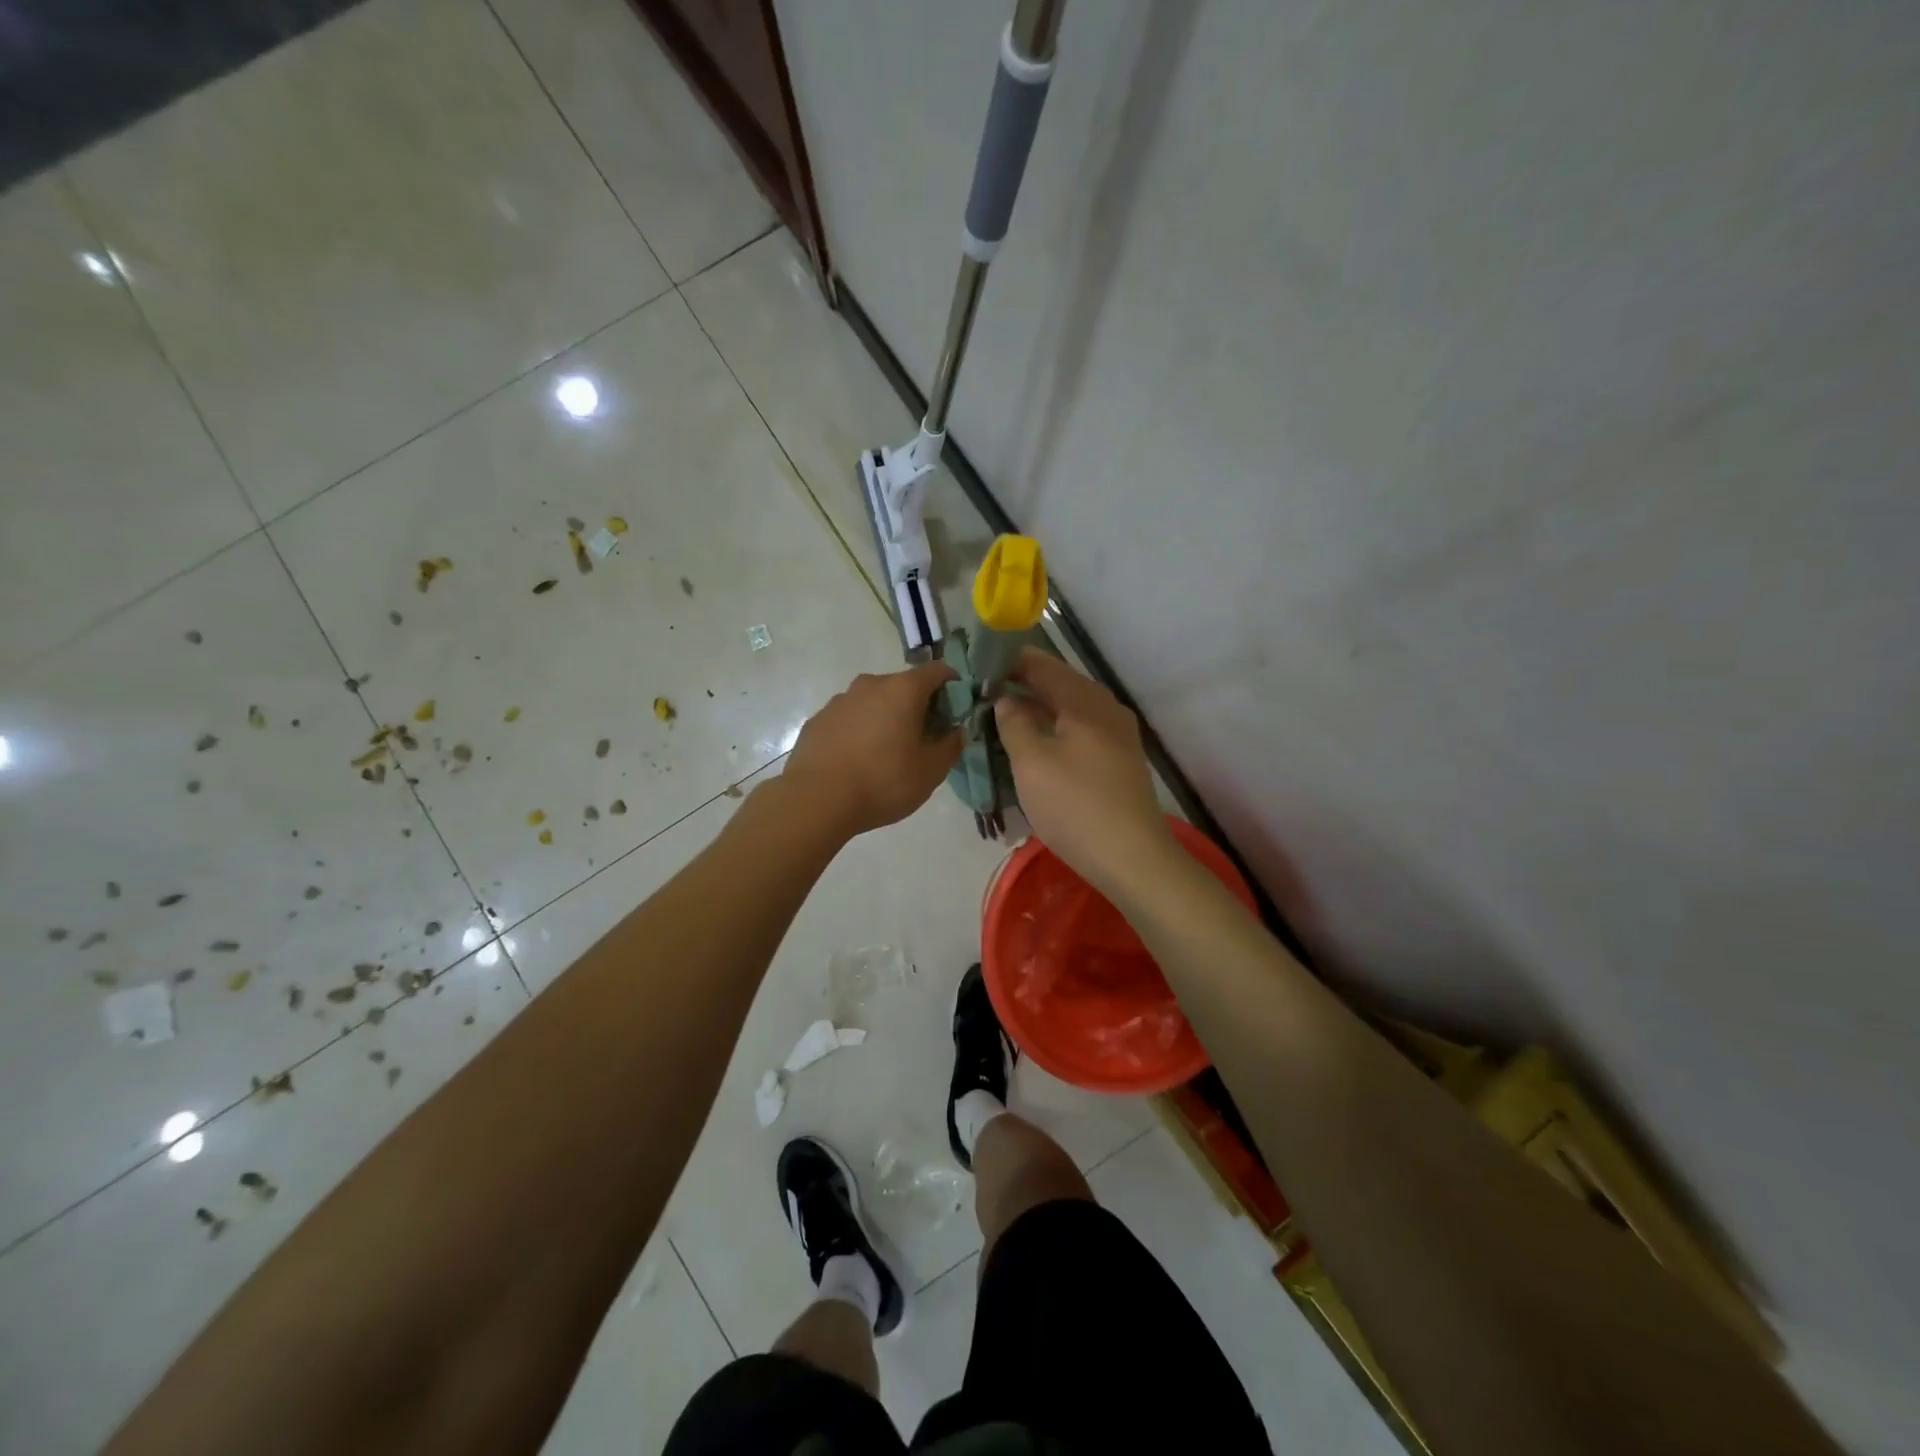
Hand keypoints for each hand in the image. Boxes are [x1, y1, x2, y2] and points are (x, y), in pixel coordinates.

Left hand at [785, 661, 963, 837]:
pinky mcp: (818, 720)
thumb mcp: (931, 771)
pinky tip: (858, 761)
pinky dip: (860, 731)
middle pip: (904, 686)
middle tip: (925, 738)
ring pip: (874, 702)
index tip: (956, 710)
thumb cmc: (883, 781)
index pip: (938, 671)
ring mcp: (840, 701)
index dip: (953, 686)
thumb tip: (956, 731)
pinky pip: (849, 719)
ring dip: (886, 718)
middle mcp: (870, 685)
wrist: (816, 800)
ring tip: (888, 753)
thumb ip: (951, 745)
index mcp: (903, 689)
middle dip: (919, 706)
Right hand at [993, 649, 1175, 896]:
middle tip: (986, 690)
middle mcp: (1106, 709)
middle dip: (1024, 684)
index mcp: (1085, 701)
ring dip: (1039, 708)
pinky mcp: (1119, 761)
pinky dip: (1055, 729)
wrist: (1132, 857)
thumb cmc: (1075, 805)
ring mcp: (1118, 736)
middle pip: (1060, 685)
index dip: (1011, 661)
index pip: (1043, 665)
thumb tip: (1006, 699)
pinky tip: (1035, 743)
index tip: (980, 663)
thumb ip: (1014, 723)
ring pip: (1071, 709)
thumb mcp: (1032, 762)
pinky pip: (1081, 731)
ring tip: (1004, 714)